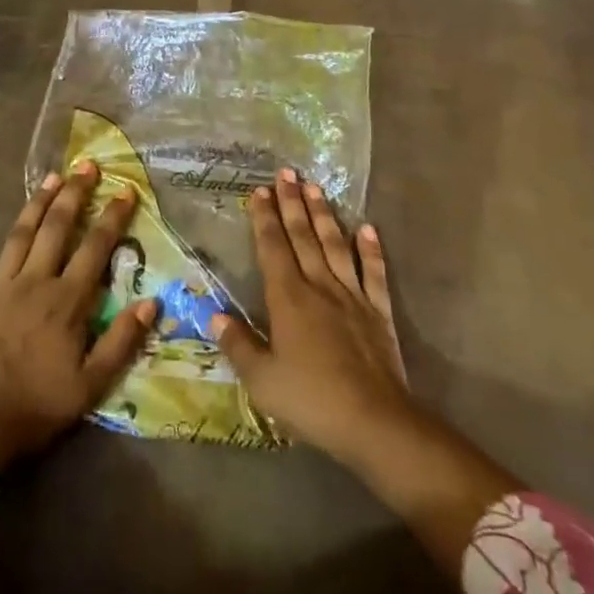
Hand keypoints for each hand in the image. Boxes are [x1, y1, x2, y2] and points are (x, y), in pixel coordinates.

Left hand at [0, 162, 156, 468]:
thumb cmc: (38, 407)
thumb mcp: (93, 385)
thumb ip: (122, 341)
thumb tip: (153, 301)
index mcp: (66, 300)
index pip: (96, 248)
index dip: (112, 217)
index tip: (126, 190)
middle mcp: (35, 282)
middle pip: (57, 229)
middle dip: (75, 195)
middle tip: (87, 167)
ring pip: (20, 235)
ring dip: (35, 204)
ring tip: (50, 177)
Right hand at [211, 168, 415, 464]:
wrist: (373, 421)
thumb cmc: (310, 400)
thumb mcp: (262, 380)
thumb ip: (238, 344)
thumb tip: (215, 314)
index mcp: (288, 298)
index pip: (273, 248)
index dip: (265, 218)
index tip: (260, 191)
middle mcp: (319, 286)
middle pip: (303, 236)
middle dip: (292, 203)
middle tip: (287, 172)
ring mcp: (352, 295)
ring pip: (335, 245)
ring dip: (324, 215)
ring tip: (316, 187)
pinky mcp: (378, 311)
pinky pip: (373, 272)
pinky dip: (370, 249)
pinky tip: (366, 228)